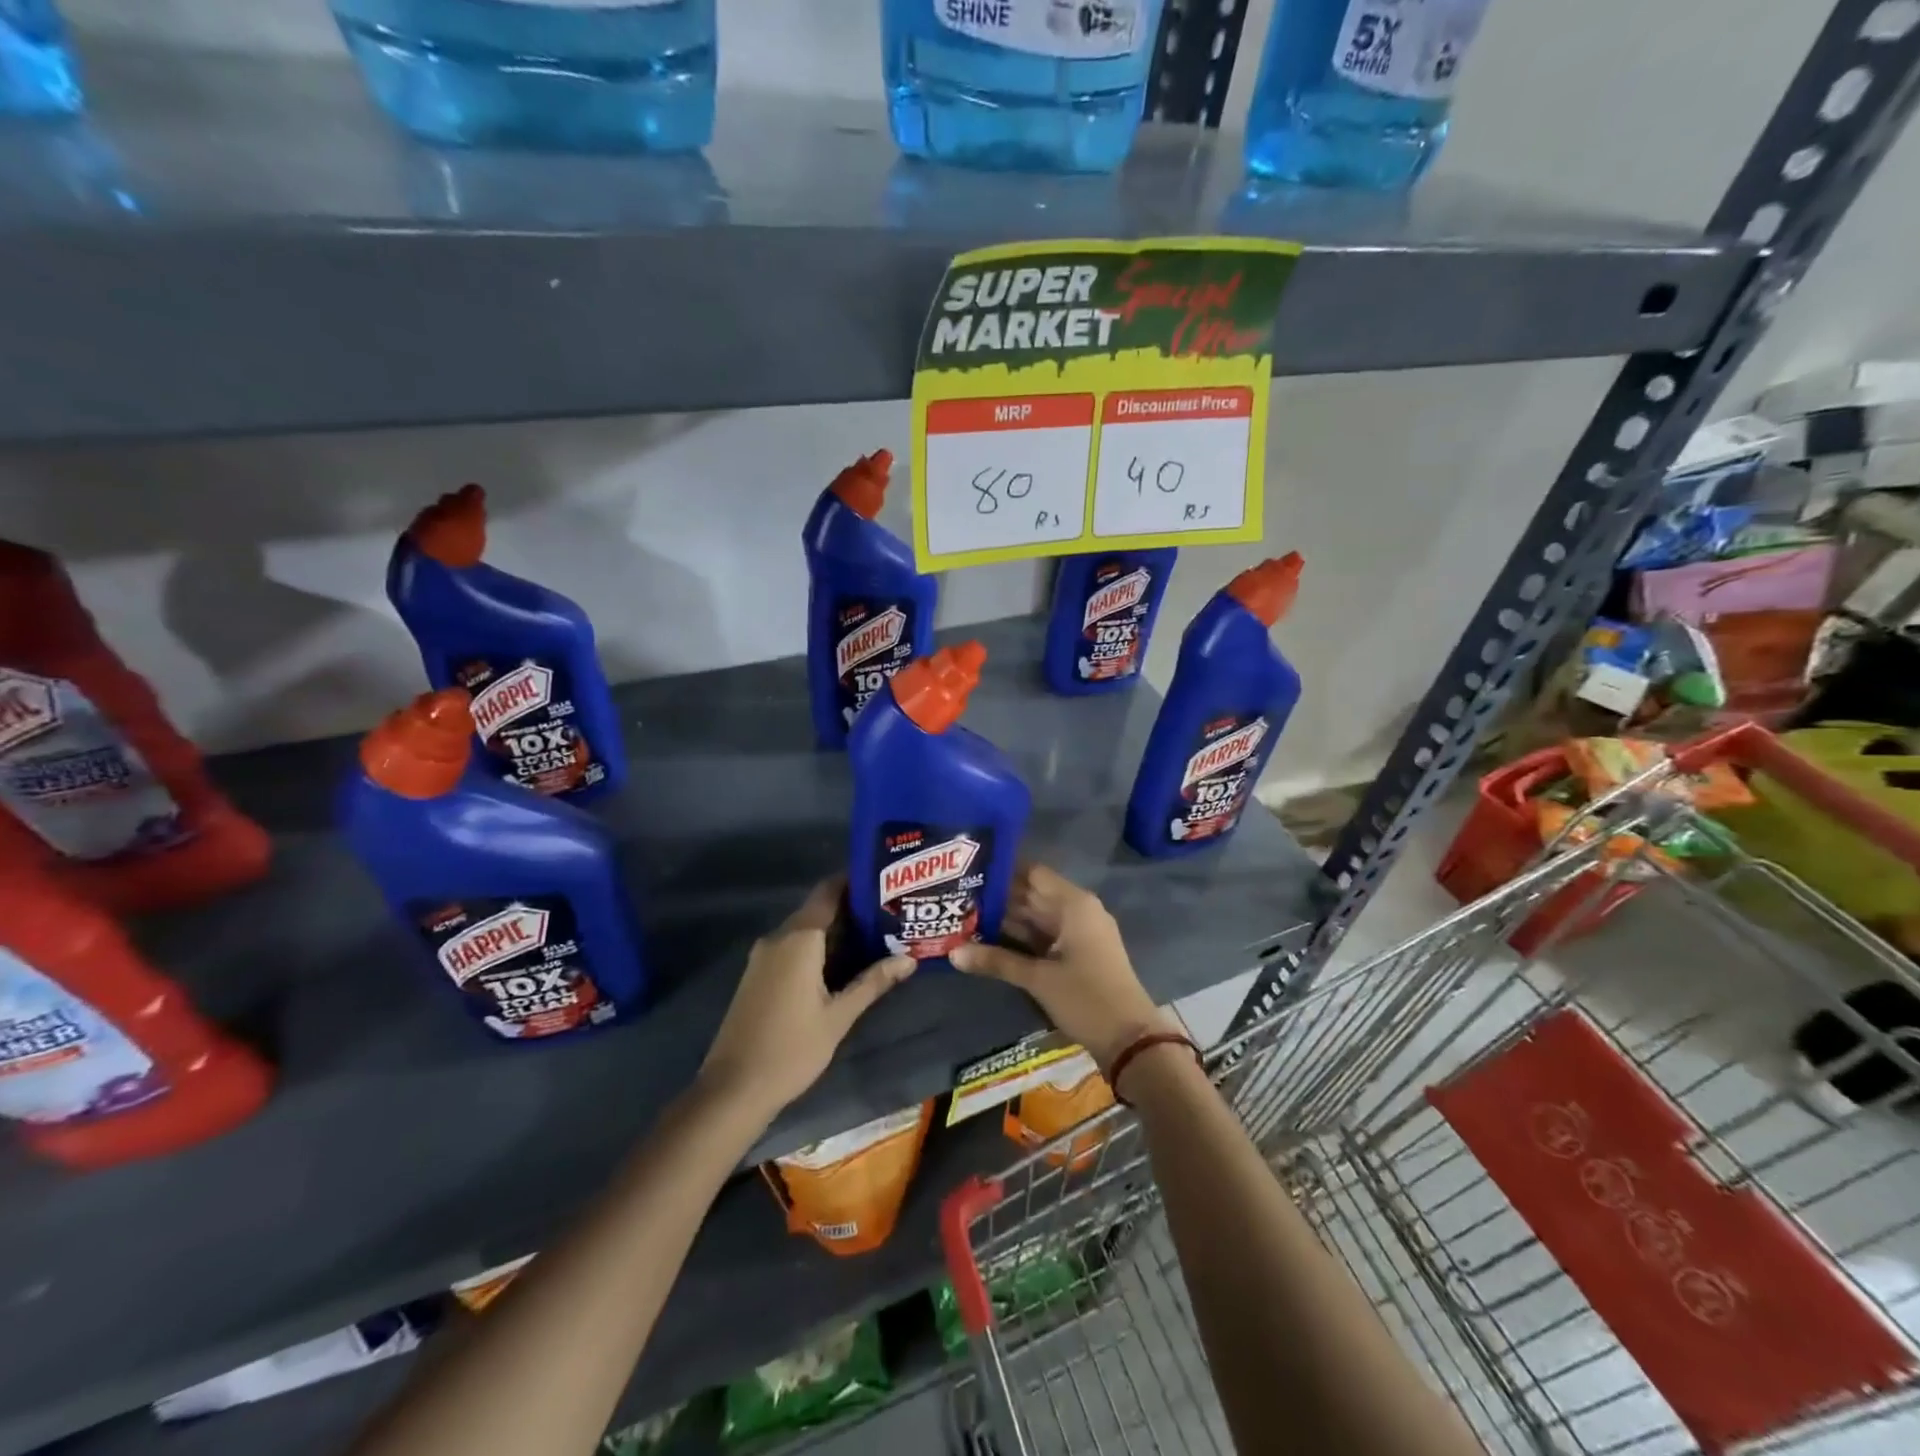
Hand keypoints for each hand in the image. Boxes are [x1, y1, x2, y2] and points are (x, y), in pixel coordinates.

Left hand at [698, 878, 916, 1122]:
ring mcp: (763, 956)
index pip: (828, 892)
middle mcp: (778, 938)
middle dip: (851, 909)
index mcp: (799, 939)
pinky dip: (816, 947)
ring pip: (804, 930)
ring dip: (834, 931)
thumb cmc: (792, 1048)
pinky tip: (841, 964)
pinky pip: (791, 947)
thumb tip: (909, 959)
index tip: (883, 882)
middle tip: (889, 914)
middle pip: (817, 909)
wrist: (733, 1089)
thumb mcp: (839, 1016)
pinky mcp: (757, 975)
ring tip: (874, 937)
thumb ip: (873, 982)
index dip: (854, 881)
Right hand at [951, 864, 1173, 1067]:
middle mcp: (1077, 910)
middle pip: (1032, 894)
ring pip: (1036, 916)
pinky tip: (989, 939)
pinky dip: (1020, 937)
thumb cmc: (1086, 999)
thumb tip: (952, 953)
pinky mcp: (1078, 953)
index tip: (968, 870)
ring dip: (1006, 918)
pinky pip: (1044, 935)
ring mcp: (1079, 932)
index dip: (1001, 871)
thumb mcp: (1038, 979)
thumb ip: (995, 961)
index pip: (1031, 873)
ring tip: (964, 914)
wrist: (1130, 1040)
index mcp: (1073, 904)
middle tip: (958, 895)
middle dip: (997, 897)